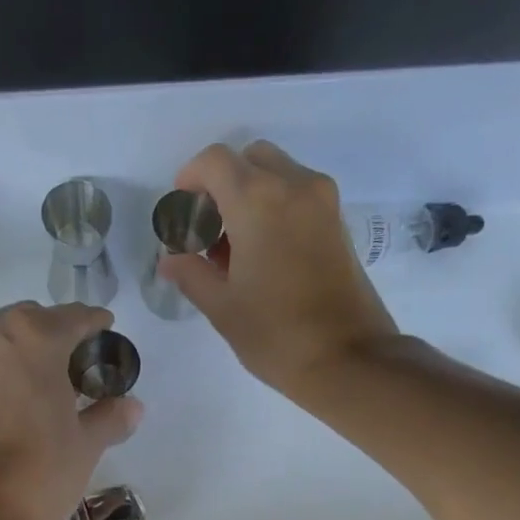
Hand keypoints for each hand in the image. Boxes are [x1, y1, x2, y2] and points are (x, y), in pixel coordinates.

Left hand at [0, 302, 142, 519]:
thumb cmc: (39, 475)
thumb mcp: (85, 445)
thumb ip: (109, 416)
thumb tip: (131, 406)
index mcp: (33, 338)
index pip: (73, 317)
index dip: (93, 323)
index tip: (104, 328)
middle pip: (28, 322)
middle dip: (52, 336)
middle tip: (72, 366)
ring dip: (17, 353)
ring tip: (36, 385)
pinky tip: (4, 404)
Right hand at [161, 141, 399, 399]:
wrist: (348, 360)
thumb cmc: (276, 335)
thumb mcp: (223, 308)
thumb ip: (191, 274)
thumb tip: (170, 260)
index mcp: (258, 200)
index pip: (215, 161)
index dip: (191, 177)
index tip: (182, 208)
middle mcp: (294, 186)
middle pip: (250, 159)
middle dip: (223, 184)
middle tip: (209, 227)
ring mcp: (323, 202)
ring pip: (278, 175)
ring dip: (251, 196)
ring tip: (235, 248)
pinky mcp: (339, 223)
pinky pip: (299, 196)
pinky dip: (276, 208)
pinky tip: (263, 254)